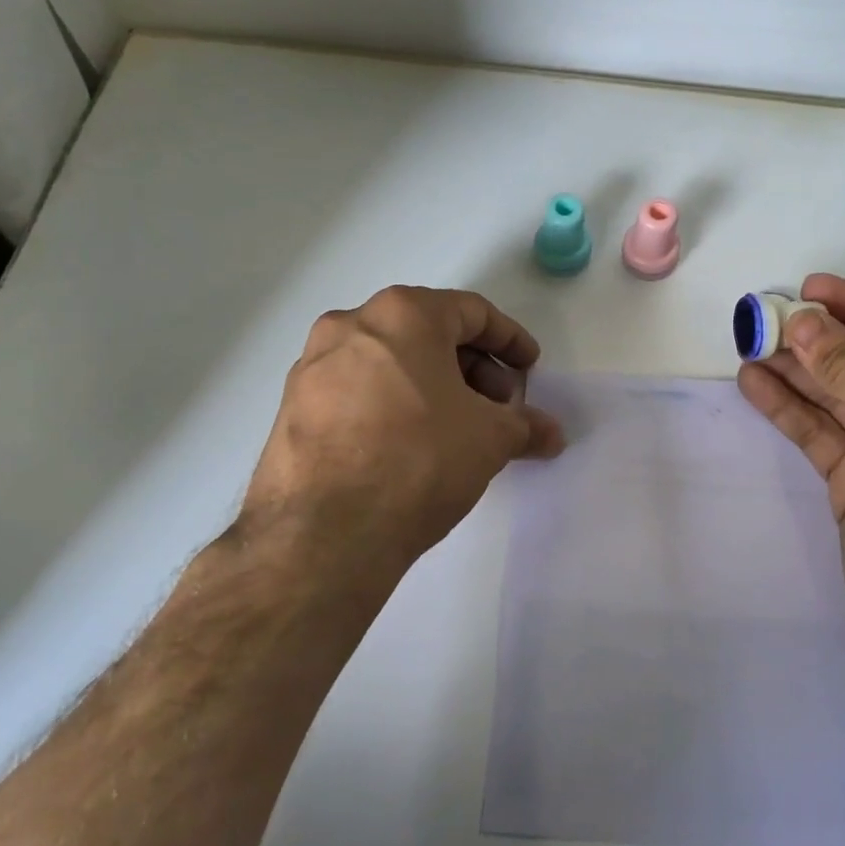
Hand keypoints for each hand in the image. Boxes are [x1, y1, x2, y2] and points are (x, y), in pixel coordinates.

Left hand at [241, 286, 565, 584]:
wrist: (324, 533)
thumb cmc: (419, 460)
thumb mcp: (490, 439)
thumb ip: (525, 426)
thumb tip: (551, 435)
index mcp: (402, 314)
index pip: (472, 312)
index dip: (510, 341)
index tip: (529, 370)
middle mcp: (350, 325)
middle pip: (427, 333)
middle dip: (472, 369)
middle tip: (498, 408)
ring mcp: (313, 366)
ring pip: (390, 362)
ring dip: (432, 388)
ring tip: (456, 431)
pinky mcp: (293, 407)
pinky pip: (358, 392)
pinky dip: (393, 406)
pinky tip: (410, 447)